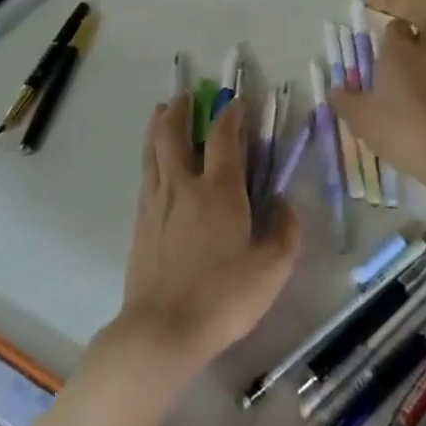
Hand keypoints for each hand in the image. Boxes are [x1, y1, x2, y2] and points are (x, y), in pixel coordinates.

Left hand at [111, 96, 299, 376]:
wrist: (163, 330)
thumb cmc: (223, 298)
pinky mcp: (140, 222)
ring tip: (162, 111)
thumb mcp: (272, 270)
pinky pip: (145, 174)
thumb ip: (285, 231)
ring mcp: (156, 202)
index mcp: (219, 190)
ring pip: (153, 150)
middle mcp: (183, 185)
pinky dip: (150, 155)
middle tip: (187, 95)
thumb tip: (285, 203)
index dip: (232, 114)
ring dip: (159, 125)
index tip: (238, 102)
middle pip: (174, 133)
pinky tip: (154, 161)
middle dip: (181, 109)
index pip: (224, 136)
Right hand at [329, 21, 425, 182]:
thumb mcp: (361, 119)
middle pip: (425, 35)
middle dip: (415, 47)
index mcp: (400, 50)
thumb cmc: (401, 128)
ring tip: (420, 98)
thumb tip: (335, 89)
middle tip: (401, 72)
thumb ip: (345, 101)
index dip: (387, 39)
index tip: (380, 59)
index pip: (394, 27)